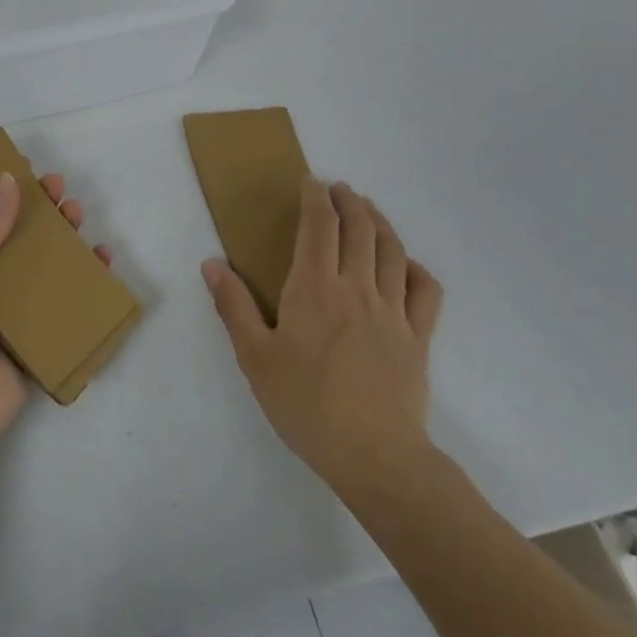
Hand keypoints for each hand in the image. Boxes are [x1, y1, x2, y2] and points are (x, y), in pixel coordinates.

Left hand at [0, 171, 110, 463]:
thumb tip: (7, 180)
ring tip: (81, 219)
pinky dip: (85, 290)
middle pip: (20, 245)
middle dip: (42, 217)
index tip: (32, 174)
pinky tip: (102, 265)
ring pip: (45, 274)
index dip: (7, 199)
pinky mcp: (35, 348)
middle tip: (63, 192)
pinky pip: (64, 314)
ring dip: (65, 245)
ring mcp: (11, 319)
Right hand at [202, 178, 442, 504]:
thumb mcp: (254, 357)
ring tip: (368, 210)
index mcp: (314, 288)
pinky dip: (415, 267)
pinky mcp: (419, 336)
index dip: (315, 198)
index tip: (310, 182)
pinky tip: (405, 265)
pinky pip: (425, 289)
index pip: (319, 226)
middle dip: (349, 201)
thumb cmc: (305, 404)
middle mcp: (357, 287)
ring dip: (380, 222)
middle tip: (339, 189)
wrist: (373, 455)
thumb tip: (211, 264)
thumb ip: (234, 306)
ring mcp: (394, 311)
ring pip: (392, 250)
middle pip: (360, 228)